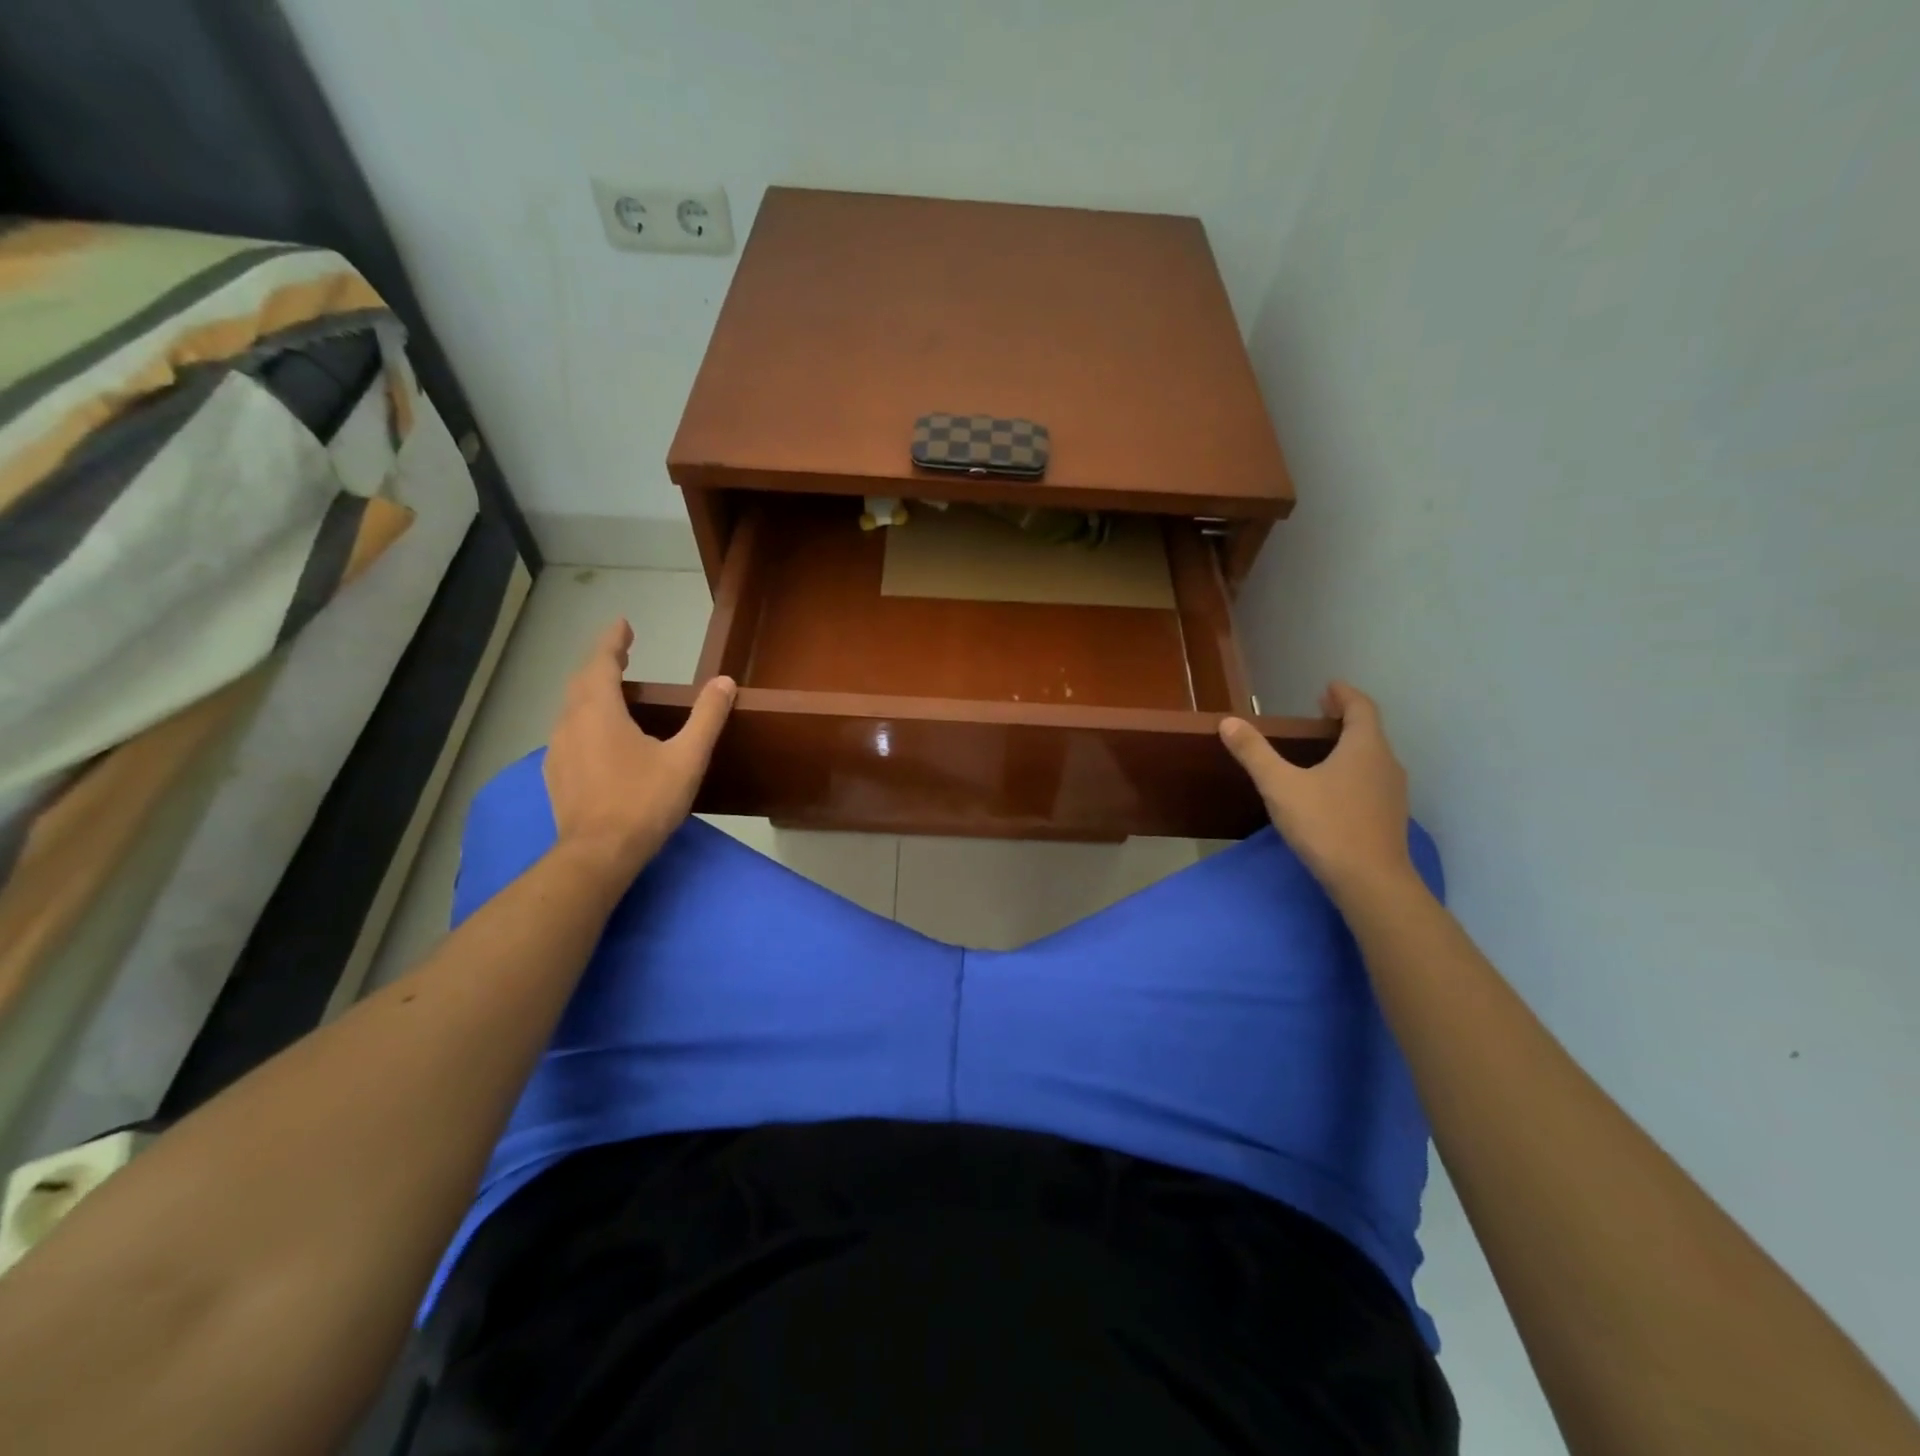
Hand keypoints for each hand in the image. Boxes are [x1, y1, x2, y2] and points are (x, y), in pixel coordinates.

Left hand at [543, 619, 733, 883]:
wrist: (598, 854)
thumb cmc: (644, 801)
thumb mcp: (686, 758)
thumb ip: (706, 717)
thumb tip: (725, 682)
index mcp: (599, 712)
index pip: (601, 662)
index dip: (612, 640)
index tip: (623, 623)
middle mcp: (571, 723)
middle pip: (582, 681)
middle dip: (601, 662)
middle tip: (622, 651)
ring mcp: (558, 750)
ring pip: (571, 707)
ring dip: (591, 690)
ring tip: (613, 689)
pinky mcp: (556, 774)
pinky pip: (569, 732)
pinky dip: (585, 718)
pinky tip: (599, 736)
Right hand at [1219, 682, 1415, 900]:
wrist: (1370, 882)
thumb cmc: (1326, 825)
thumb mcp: (1280, 786)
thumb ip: (1255, 753)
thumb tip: (1229, 722)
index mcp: (1364, 747)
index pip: (1361, 707)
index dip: (1344, 694)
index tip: (1328, 687)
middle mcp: (1385, 763)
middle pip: (1369, 731)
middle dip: (1345, 719)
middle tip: (1320, 713)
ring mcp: (1391, 793)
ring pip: (1371, 758)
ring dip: (1350, 746)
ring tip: (1323, 749)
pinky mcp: (1388, 818)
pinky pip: (1371, 781)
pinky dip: (1353, 771)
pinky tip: (1333, 789)